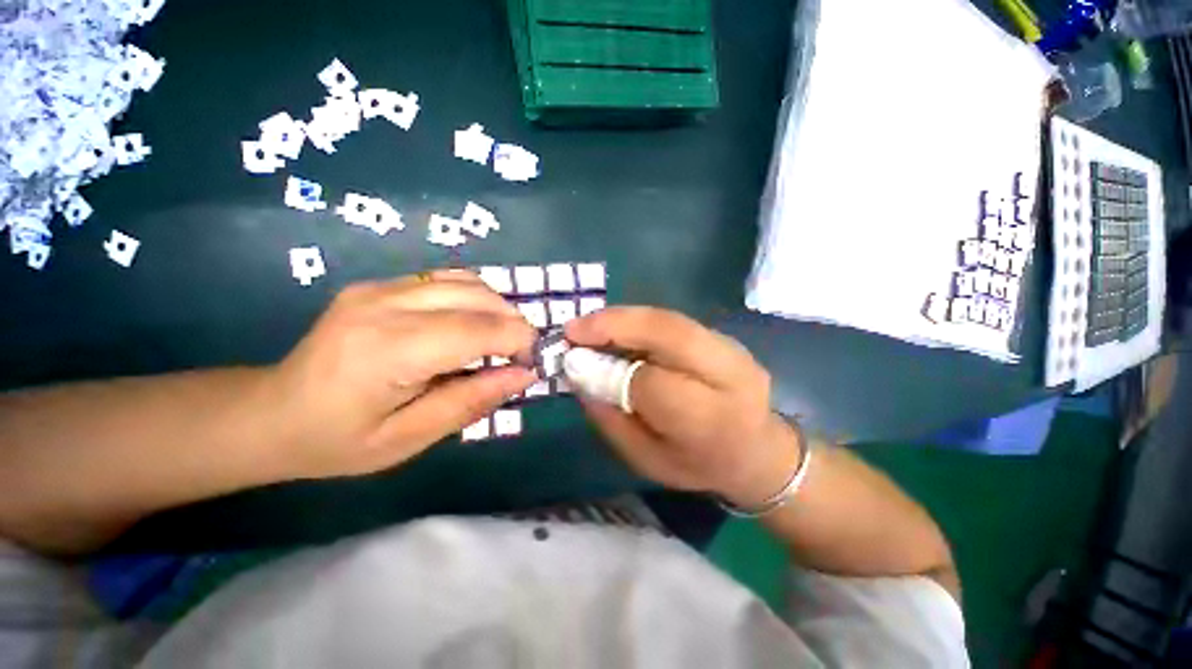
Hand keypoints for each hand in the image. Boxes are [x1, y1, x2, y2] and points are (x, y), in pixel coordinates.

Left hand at [261, 271, 536, 479]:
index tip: (532, 364)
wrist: (271, 412)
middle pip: (477, 297)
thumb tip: (525, 375)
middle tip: (519, 357)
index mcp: (387, 350)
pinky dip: (475, 299)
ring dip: (497, 309)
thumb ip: (472, 402)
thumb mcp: (409, 439)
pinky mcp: (380, 284)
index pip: (476, 329)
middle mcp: (384, 305)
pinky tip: (473, 324)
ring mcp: (379, 287)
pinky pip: (447, 280)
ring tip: (500, 341)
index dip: (518, 341)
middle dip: (514, 324)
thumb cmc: (337, 441)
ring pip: (467, 281)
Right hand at [565, 307, 801, 507]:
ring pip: (669, 320)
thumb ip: (612, 419)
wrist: (756, 450)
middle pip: (668, 333)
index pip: (653, 385)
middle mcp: (728, 375)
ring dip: (622, 319)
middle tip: (573, 330)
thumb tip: (579, 373)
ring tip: (587, 327)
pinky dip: (637, 322)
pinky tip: (614, 329)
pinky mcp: (723, 336)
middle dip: (614, 326)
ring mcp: (730, 349)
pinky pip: (672, 321)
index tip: (572, 364)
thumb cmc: (696, 464)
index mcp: (710, 422)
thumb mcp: (647, 460)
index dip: (609, 372)